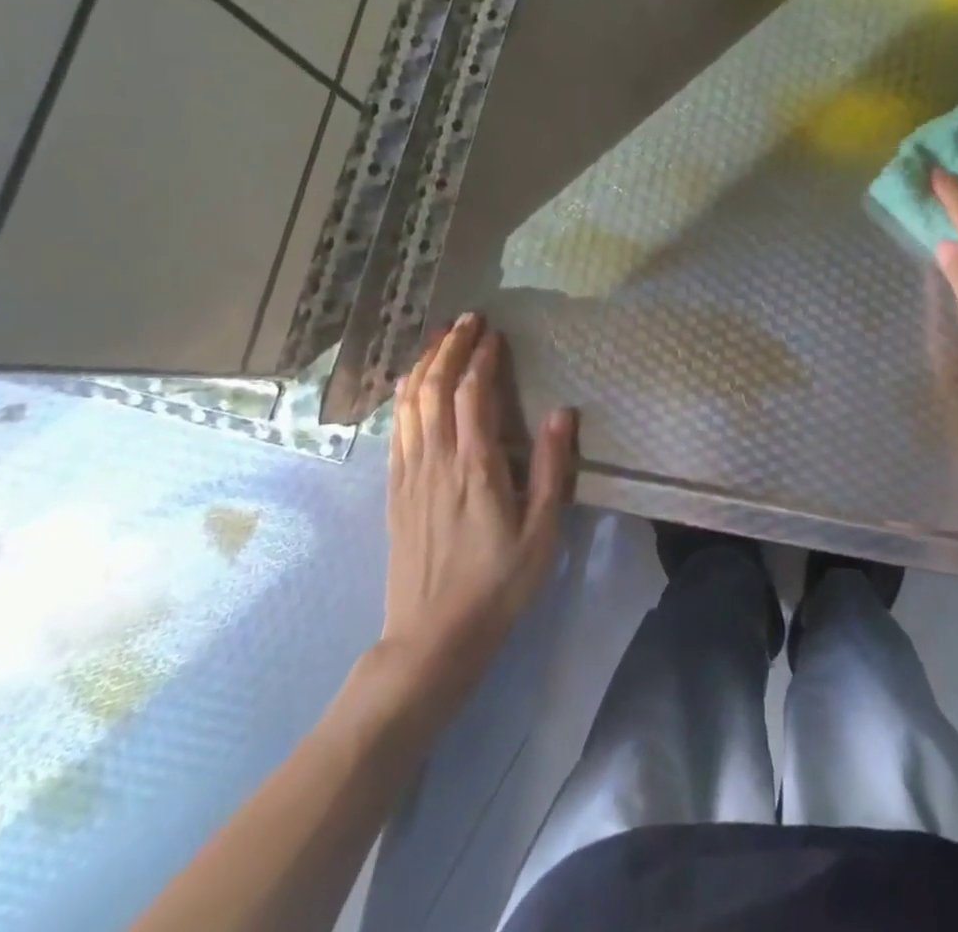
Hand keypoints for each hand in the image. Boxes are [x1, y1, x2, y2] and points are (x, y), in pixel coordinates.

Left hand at [373, 314, 577, 719]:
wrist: (432, 638)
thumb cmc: (498, 584)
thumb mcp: (542, 532)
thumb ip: (553, 469)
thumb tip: (563, 412)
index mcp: (476, 467)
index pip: (474, 394)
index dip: (482, 358)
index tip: (494, 333)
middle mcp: (437, 460)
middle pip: (434, 388)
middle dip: (448, 348)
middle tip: (466, 320)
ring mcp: (409, 474)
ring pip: (409, 403)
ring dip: (423, 365)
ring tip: (438, 340)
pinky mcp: (394, 491)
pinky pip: (395, 429)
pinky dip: (403, 397)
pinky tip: (411, 387)